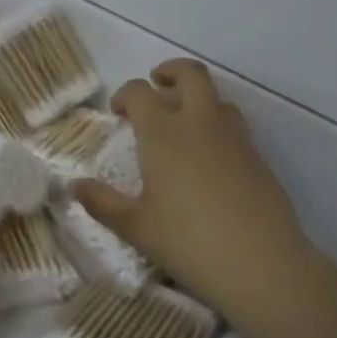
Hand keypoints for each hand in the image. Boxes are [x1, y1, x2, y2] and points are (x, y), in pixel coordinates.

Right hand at [73, 58, 311, 314]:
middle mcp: (200, 125)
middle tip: (158, 85)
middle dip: (171, 71)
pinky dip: (218, 127)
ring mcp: (234, 139)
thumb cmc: (188, 243)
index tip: (118, 111)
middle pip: (190, 75)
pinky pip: (236, 127)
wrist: (262, 266)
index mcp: (163, 134)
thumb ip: (102, 203)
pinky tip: (210, 159)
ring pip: (219, 99)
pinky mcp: (259, 159)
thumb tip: (74, 186)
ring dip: (199, 99)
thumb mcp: (136, 227)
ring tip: (185, 123)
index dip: (125, 94)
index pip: (140, 92)